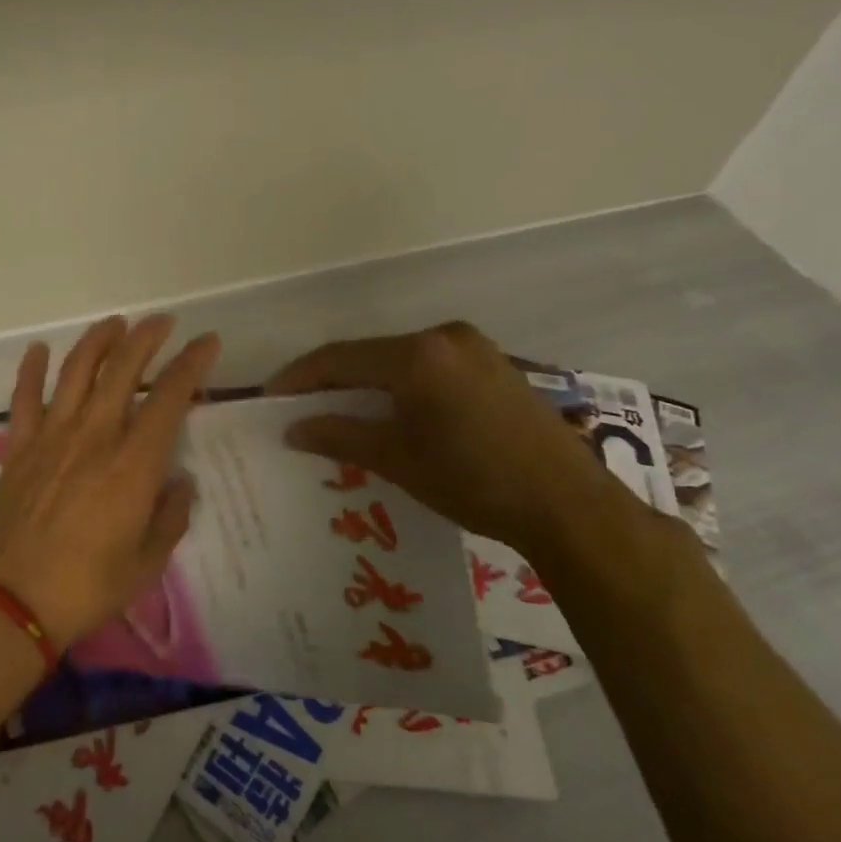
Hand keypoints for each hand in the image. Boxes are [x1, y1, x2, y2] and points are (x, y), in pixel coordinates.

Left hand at [0, 315, 220, 648]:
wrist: (12, 602)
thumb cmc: (88, 588)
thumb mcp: (147, 564)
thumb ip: (170, 518)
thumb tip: (180, 484)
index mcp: (132, 465)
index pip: (169, 398)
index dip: (191, 364)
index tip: (207, 342)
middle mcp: (94, 437)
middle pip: (122, 370)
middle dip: (146, 338)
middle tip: (162, 322)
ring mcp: (51, 438)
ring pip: (75, 372)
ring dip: (97, 342)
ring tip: (114, 323)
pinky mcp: (18, 449)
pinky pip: (23, 399)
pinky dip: (31, 370)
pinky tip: (39, 349)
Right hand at [267, 322, 630, 553]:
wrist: (569, 505)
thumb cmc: (474, 480)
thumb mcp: (397, 459)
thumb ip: (340, 435)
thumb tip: (293, 428)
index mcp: (417, 354)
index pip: (340, 357)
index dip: (300, 377)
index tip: (271, 397)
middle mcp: (444, 337)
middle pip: (370, 354)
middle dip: (333, 380)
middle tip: (303, 407)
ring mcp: (475, 348)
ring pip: (401, 360)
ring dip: (368, 383)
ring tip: (342, 412)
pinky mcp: (495, 365)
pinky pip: (431, 367)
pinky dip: (402, 385)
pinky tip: (392, 411)